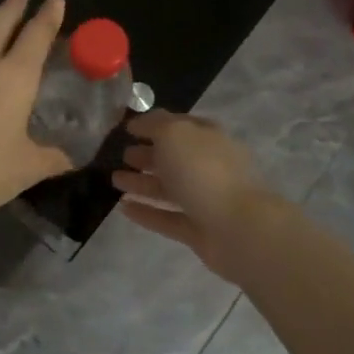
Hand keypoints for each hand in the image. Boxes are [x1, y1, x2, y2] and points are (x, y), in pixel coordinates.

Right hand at [112, 111, 280, 281]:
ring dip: (142, 182)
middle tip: (121, 155)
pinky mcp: (198, 231)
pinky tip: (123, 208)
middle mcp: (208, 166)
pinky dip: (146, 212)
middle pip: (174, 158)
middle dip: (147, 154)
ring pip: (169, 188)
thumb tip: (139, 123)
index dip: (153, 124)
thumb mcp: (174, 134)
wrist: (239, 228)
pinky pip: (167, 218)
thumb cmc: (204, 171)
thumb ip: (154, 124)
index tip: (127, 128)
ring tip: (114, 180)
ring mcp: (205, 200)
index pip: (179, 125)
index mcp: (208, 138)